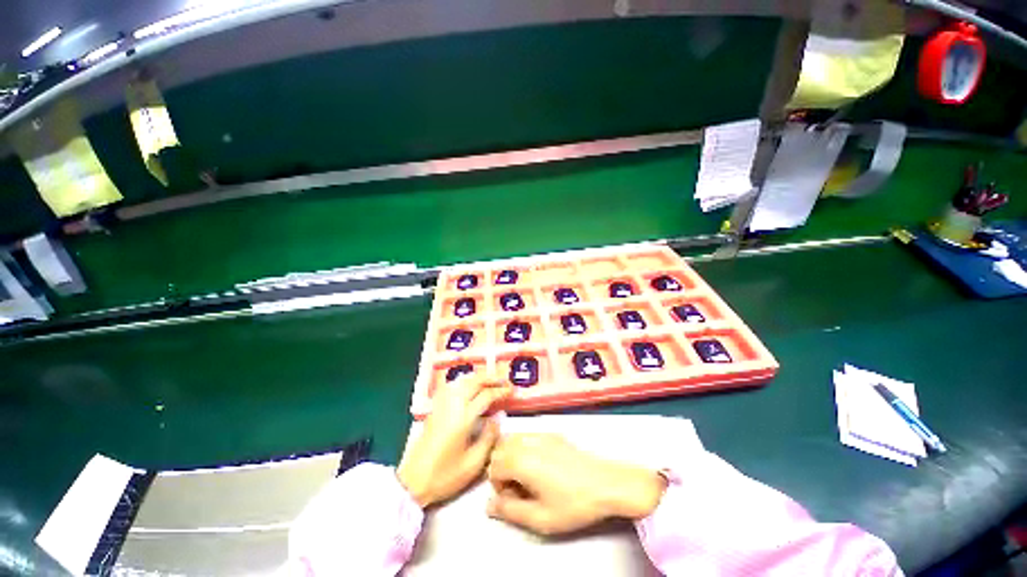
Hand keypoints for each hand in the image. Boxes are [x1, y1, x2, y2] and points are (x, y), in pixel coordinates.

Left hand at [397, 374, 510, 507]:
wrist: (413, 482)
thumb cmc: (445, 476)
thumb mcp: (473, 463)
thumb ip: (488, 437)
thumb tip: (498, 418)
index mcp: (463, 418)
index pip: (486, 396)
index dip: (500, 391)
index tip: (511, 390)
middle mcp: (452, 406)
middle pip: (473, 382)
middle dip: (491, 378)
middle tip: (504, 380)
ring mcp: (441, 406)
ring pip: (461, 381)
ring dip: (478, 378)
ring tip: (490, 381)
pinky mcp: (435, 409)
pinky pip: (451, 387)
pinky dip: (463, 382)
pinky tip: (468, 386)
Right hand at [486, 434, 665, 534]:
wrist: (605, 483)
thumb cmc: (573, 504)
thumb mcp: (540, 518)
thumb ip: (510, 511)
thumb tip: (489, 505)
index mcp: (522, 460)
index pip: (493, 466)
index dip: (498, 486)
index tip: (514, 498)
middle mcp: (528, 441)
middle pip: (500, 449)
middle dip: (502, 469)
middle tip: (520, 489)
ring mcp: (541, 433)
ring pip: (512, 439)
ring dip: (511, 456)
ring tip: (528, 477)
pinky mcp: (552, 433)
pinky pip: (527, 435)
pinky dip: (524, 447)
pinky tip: (541, 465)